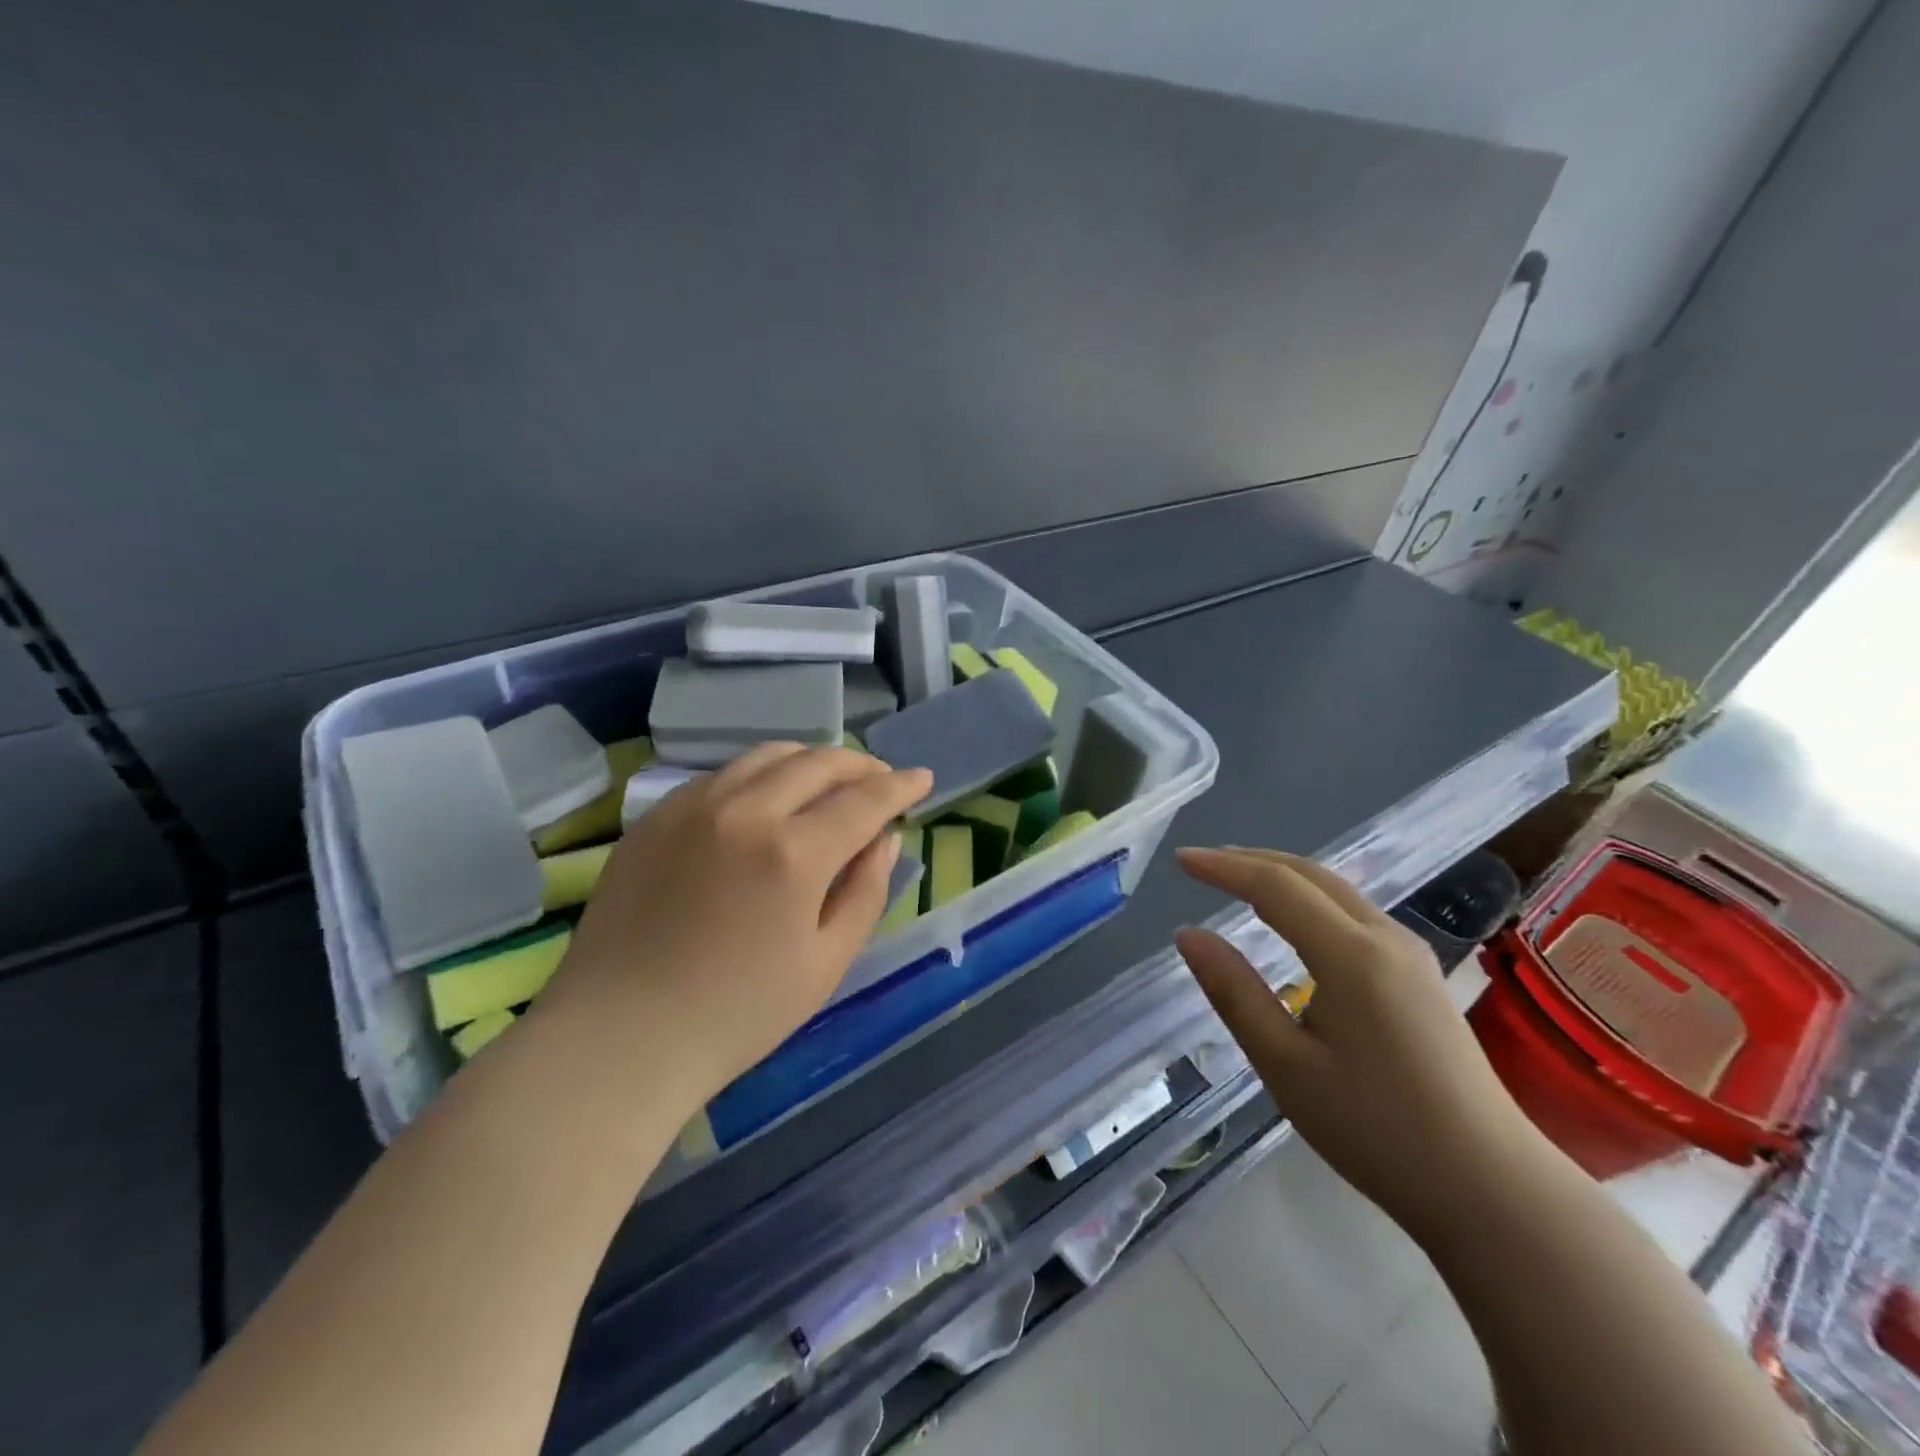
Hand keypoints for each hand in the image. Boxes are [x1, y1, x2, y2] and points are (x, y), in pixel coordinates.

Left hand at [542, 744, 932, 1101]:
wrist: (619, 1038)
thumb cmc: (736, 1015)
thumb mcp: (825, 964)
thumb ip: (866, 891)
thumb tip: (885, 838)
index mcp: (794, 853)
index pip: (864, 799)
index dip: (900, 786)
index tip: (922, 778)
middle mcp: (745, 811)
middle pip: (818, 762)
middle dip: (861, 764)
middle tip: (882, 779)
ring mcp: (693, 807)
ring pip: (767, 756)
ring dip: (811, 760)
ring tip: (830, 780)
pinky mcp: (656, 817)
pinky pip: (722, 775)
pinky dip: (761, 774)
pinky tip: (767, 798)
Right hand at [1173, 847, 1544, 1239]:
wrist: (1493, 1190)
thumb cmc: (1376, 1130)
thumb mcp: (1285, 1065)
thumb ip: (1234, 992)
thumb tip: (1189, 935)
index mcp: (1351, 955)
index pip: (1275, 886)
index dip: (1223, 868)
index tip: (1181, 860)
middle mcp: (1386, 938)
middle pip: (1310, 874)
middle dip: (1251, 860)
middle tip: (1202, 863)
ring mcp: (1411, 955)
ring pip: (1336, 890)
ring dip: (1282, 875)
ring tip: (1237, 881)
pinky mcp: (1422, 976)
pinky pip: (1354, 912)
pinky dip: (1310, 898)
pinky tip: (1294, 919)